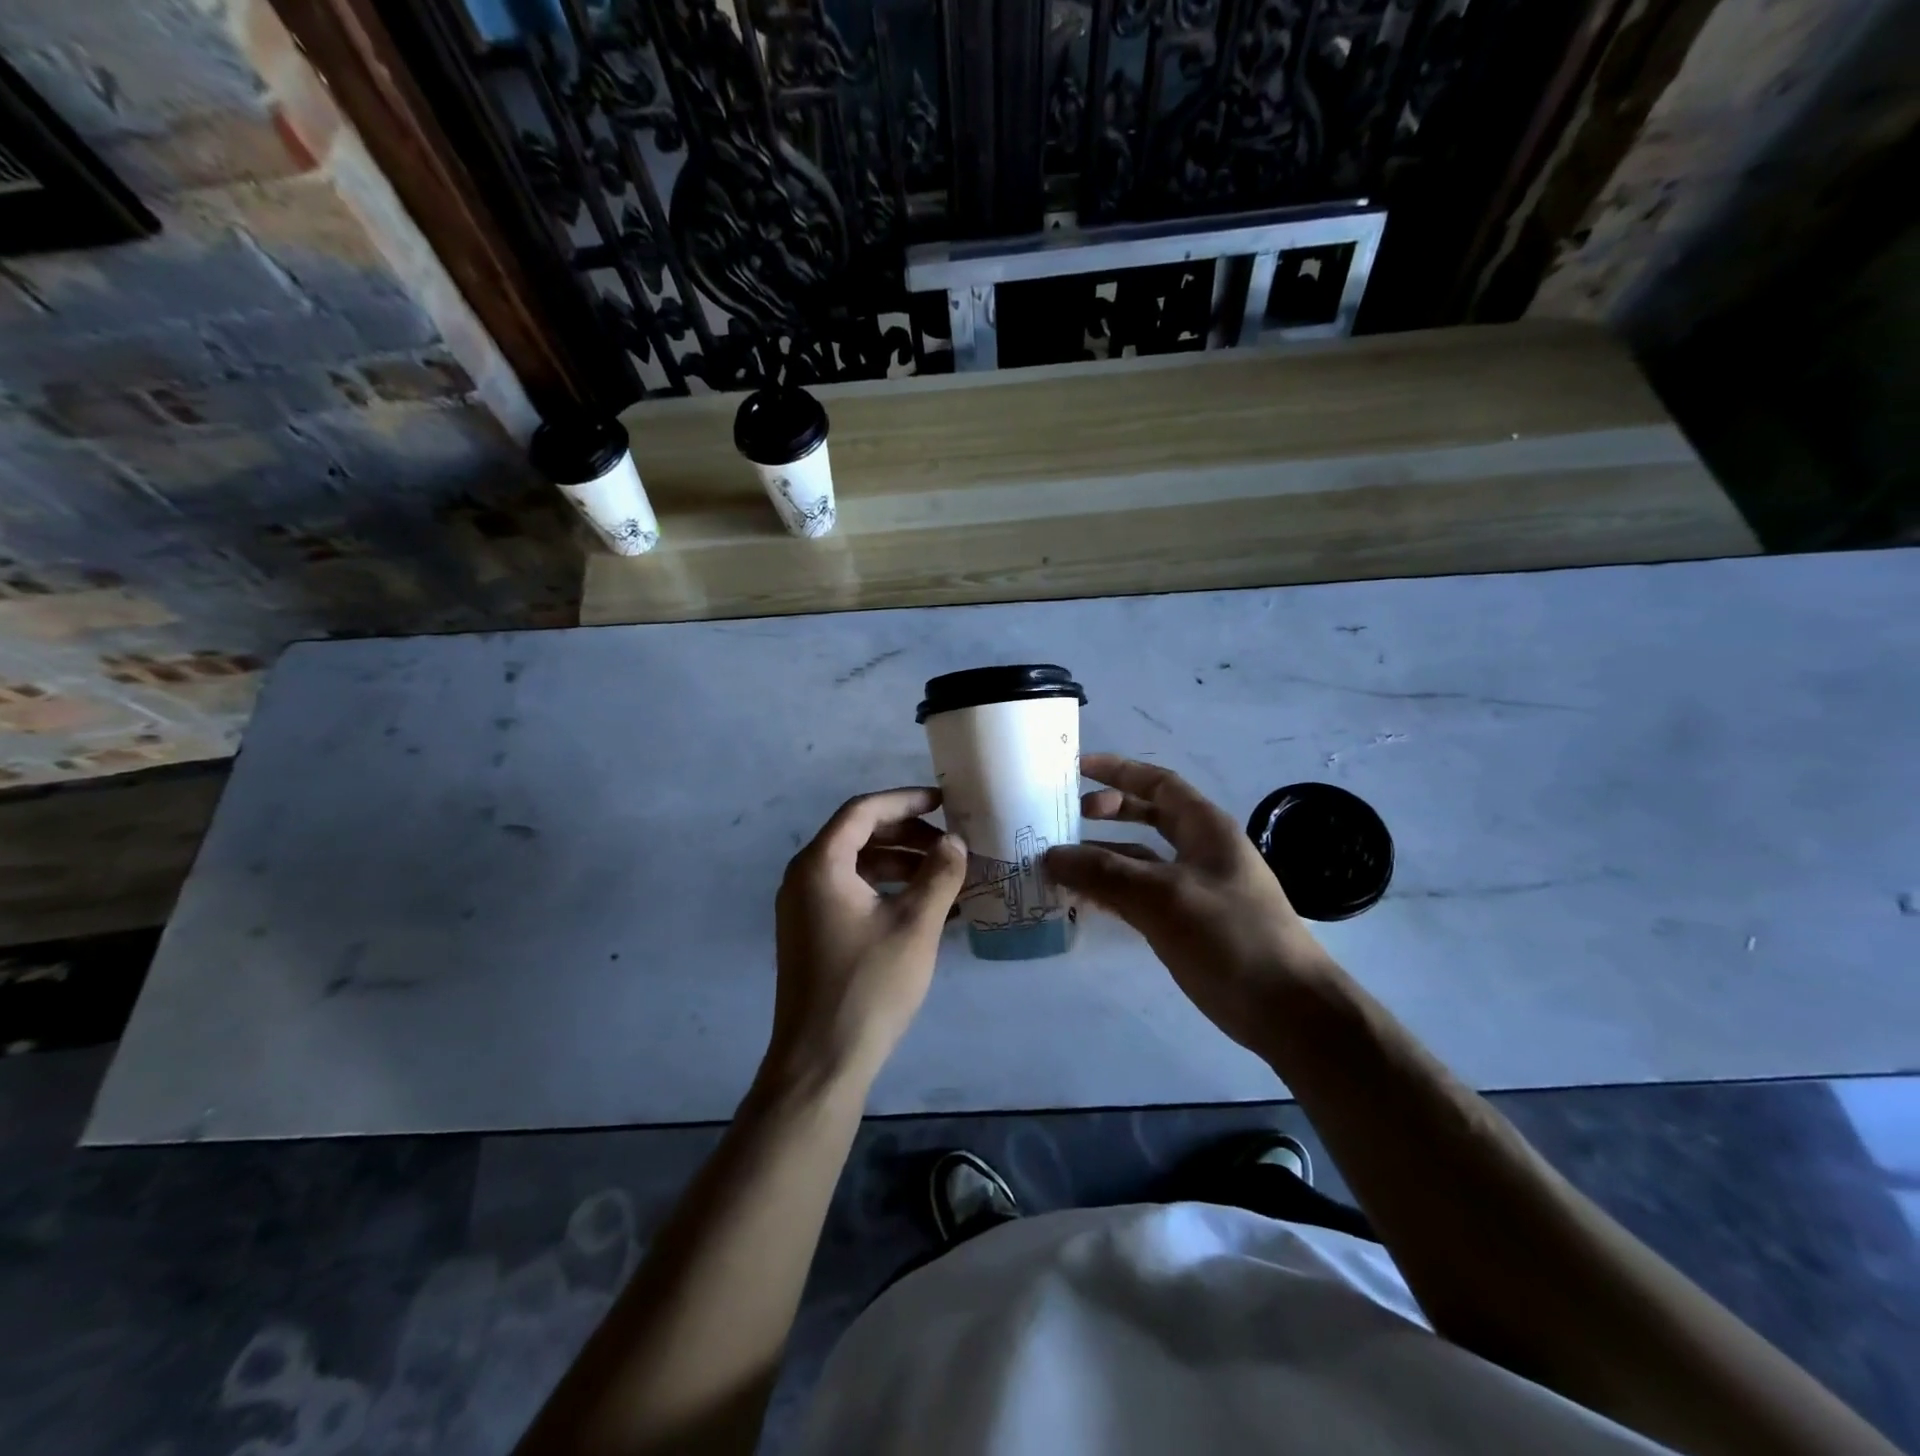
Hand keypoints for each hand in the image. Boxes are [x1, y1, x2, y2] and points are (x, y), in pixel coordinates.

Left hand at [766, 788, 968, 1090]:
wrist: (821, 1061)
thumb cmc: (869, 986)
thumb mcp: (915, 925)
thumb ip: (939, 875)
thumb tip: (955, 842)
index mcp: (821, 865)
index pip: (863, 811)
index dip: (905, 801)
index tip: (944, 803)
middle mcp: (804, 877)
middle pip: (858, 835)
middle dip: (907, 834)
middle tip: (949, 844)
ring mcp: (804, 907)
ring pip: (856, 866)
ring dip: (900, 864)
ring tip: (944, 875)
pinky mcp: (811, 933)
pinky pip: (851, 893)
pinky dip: (886, 890)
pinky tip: (923, 907)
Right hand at [1044, 754, 1330, 1053]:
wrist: (1287, 1011)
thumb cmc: (1231, 938)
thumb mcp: (1163, 897)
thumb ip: (1105, 873)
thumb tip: (1052, 854)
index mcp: (1205, 829)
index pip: (1158, 783)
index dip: (1118, 771)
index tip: (1076, 769)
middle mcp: (1200, 851)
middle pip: (1148, 817)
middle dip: (1108, 812)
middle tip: (1066, 819)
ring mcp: (1194, 889)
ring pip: (1140, 860)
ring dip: (1102, 858)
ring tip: (1059, 863)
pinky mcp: (1187, 924)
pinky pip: (1140, 896)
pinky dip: (1111, 892)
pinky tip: (1082, 901)